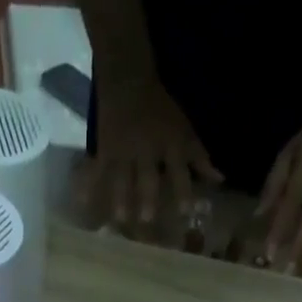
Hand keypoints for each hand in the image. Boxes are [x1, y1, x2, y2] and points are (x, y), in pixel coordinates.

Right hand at [83, 75, 221, 230]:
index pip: (179, 170)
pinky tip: (82, 203)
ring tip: (119, 220)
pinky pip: (96, 171)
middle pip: (147, 177)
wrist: (128, 80)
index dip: (183, 191)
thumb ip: (200, 158)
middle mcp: (146, 150)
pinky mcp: (104, 152)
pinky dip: (89, 186)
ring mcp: (123, 151)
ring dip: (120, 199)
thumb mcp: (185, 130)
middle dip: (146, 197)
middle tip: (146, 221)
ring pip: (122, 178)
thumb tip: (219, 181)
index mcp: (169, 144)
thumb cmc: (161, 110)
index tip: (187, 213)